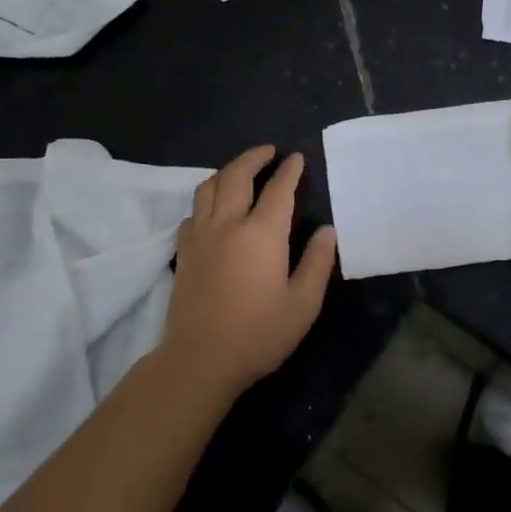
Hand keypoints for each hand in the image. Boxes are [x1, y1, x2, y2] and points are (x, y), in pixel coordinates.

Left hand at [160, 146, 337, 395]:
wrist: (200, 360)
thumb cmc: (259, 333)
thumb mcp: (303, 303)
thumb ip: (317, 262)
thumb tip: (327, 231)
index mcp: (262, 233)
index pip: (278, 189)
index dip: (289, 170)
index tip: (297, 157)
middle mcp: (228, 224)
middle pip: (236, 175)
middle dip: (254, 157)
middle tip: (269, 151)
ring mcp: (201, 236)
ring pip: (208, 187)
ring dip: (226, 172)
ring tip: (240, 172)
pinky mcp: (183, 253)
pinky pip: (192, 213)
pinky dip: (205, 202)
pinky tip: (213, 211)